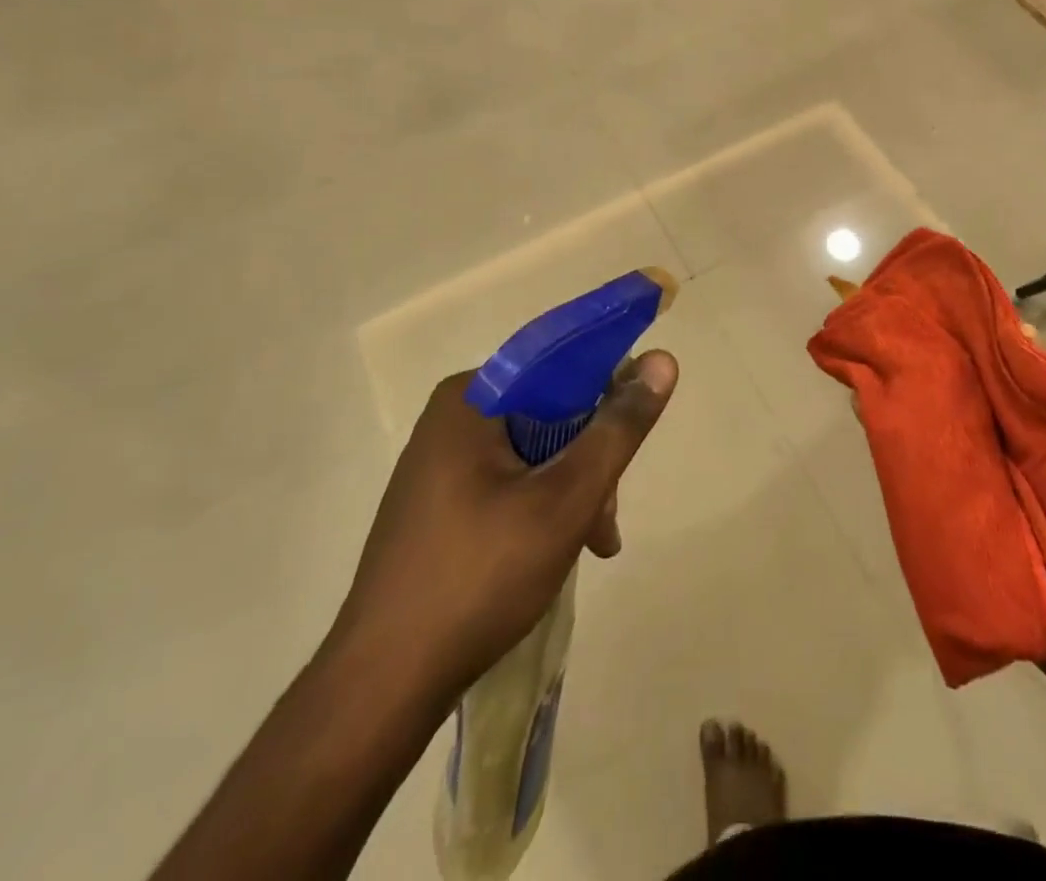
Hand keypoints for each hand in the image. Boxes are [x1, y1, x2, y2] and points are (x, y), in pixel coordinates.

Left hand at [328, 350, 677, 714]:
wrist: (382, 687)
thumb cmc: (479, 577)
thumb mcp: (566, 498)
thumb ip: (618, 428)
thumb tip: (663, 359)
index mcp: (470, 399)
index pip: (559, 365)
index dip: (606, 392)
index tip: (628, 442)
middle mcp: (451, 420)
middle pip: (549, 414)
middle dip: (588, 462)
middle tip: (606, 519)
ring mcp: (440, 465)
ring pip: (533, 452)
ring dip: (571, 491)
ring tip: (592, 545)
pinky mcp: (437, 505)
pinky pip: (507, 482)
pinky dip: (541, 508)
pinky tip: (560, 551)